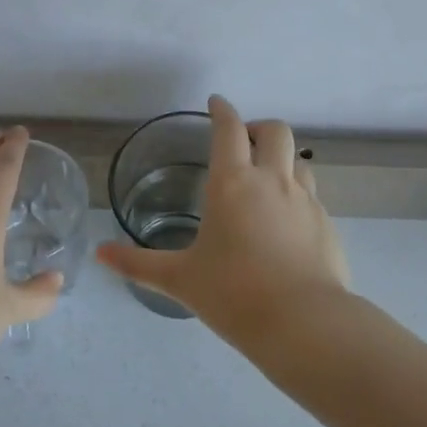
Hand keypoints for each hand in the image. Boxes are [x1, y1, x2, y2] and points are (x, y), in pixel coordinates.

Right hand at [96, 95, 351, 338]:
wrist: (304, 324)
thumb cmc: (233, 294)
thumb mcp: (179, 279)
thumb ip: (138, 263)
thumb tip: (99, 254)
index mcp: (233, 184)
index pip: (229, 129)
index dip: (222, 110)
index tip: (216, 103)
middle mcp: (272, 182)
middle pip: (275, 131)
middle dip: (258, 127)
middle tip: (244, 142)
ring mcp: (306, 202)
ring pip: (299, 161)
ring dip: (281, 160)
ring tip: (266, 181)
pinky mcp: (327, 225)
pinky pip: (312, 196)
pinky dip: (297, 196)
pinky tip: (286, 224)